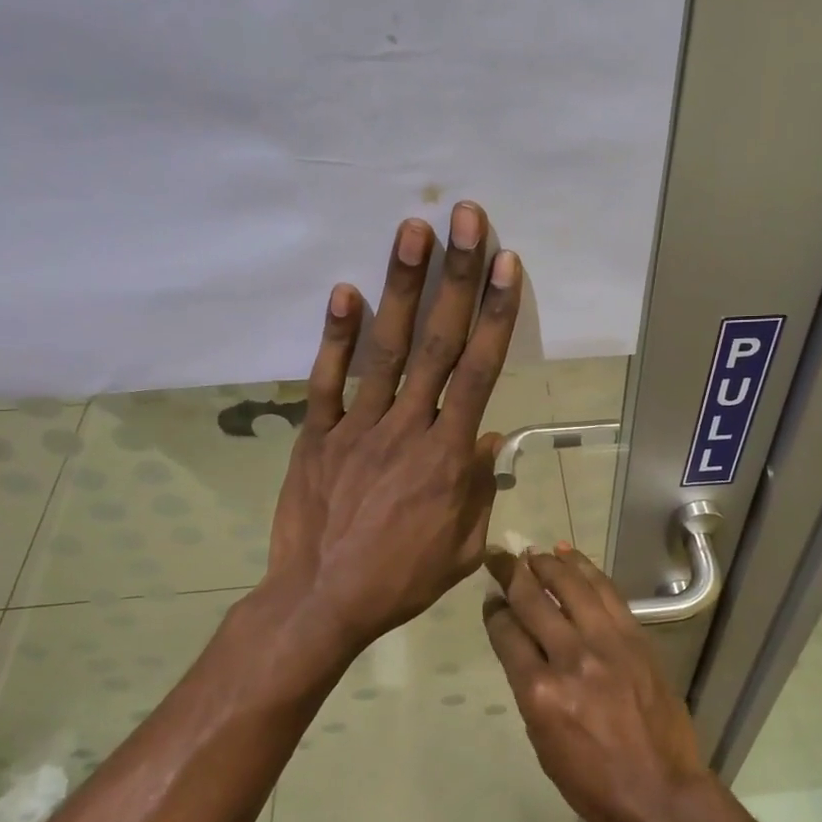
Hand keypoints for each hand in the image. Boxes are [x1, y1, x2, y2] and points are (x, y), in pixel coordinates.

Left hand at [261, 201, 520, 668]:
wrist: (322, 602)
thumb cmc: (402, 580)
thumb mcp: (463, 548)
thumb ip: (480, 489)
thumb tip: (492, 438)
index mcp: (448, 456)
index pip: (479, 372)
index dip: (494, 314)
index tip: (505, 264)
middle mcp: (407, 428)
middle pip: (437, 343)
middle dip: (454, 277)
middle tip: (464, 219)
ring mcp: (357, 428)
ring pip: (385, 350)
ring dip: (400, 287)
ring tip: (412, 231)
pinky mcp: (316, 436)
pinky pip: (327, 381)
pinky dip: (336, 336)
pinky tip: (344, 290)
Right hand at [482, 546, 733, 821]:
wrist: (662, 792)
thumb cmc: (593, 782)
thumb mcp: (543, 742)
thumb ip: (530, 688)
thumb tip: (520, 648)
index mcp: (540, 692)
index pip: (507, 633)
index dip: (495, 611)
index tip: (491, 599)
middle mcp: (571, 658)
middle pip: (533, 600)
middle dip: (511, 573)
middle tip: (498, 556)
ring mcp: (608, 644)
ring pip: (571, 586)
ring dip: (548, 563)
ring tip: (533, 552)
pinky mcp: (636, 638)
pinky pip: (606, 593)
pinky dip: (586, 570)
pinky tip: (571, 557)